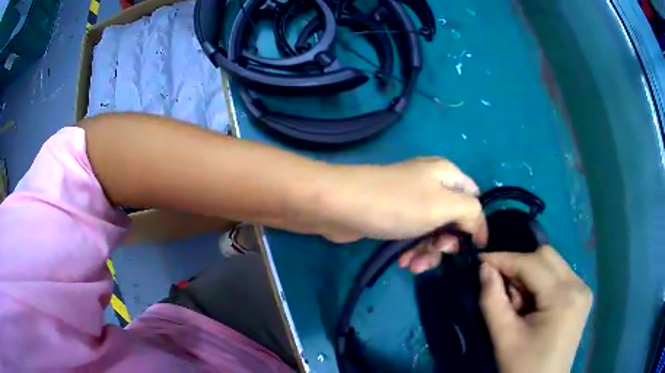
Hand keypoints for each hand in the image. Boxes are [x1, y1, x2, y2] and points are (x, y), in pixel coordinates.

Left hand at [319, 157, 486, 272]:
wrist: (340, 205)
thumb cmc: (397, 204)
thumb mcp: (443, 206)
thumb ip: (471, 213)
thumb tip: (480, 228)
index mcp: (446, 174)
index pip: (475, 198)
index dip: (477, 224)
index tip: (472, 249)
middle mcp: (431, 184)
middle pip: (454, 218)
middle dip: (447, 242)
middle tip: (436, 254)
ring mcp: (410, 200)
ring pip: (433, 231)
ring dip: (427, 251)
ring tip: (413, 265)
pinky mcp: (394, 215)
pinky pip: (413, 235)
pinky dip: (411, 250)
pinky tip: (402, 262)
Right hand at [479, 246, 591, 372]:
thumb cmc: (523, 367)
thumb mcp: (504, 338)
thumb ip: (492, 301)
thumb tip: (484, 268)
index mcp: (563, 297)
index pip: (531, 264)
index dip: (504, 259)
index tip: (481, 260)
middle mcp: (579, 285)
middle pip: (545, 256)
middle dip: (519, 265)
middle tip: (500, 286)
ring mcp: (583, 289)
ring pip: (552, 263)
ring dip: (530, 274)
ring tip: (517, 302)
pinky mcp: (581, 296)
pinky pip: (558, 275)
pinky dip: (541, 282)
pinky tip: (532, 303)